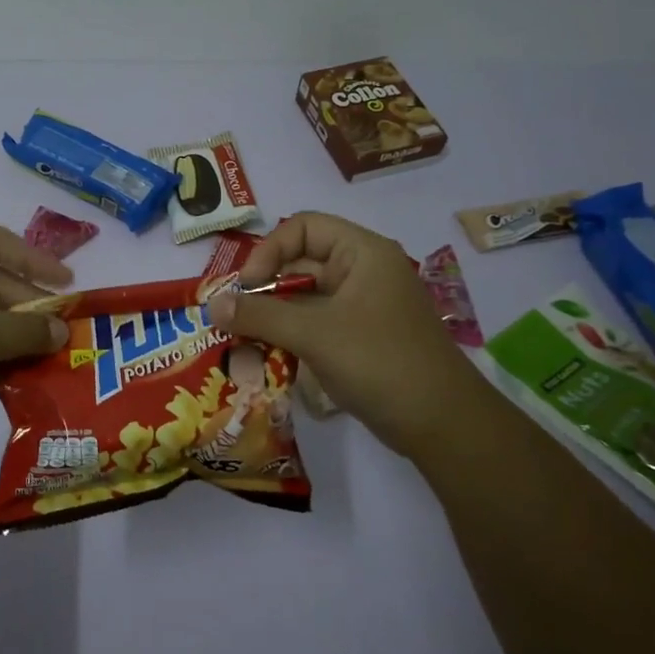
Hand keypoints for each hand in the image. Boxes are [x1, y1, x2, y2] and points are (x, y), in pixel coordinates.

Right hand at [210, 212, 492, 451]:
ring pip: (303, 300)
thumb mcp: (314, 334)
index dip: (269, 251)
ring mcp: (362, 308)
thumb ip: (259, 316)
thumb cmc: (380, 362)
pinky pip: (314, 326)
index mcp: (362, 253)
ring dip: (272, 318)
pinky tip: (266, 360)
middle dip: (263, 290)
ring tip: (241, 343)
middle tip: (232, 320)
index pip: (303, 228)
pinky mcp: (359, 340)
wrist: (443, 425)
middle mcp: (362, 273)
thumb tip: (211, 305)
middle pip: (300, 265)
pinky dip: (288, 338)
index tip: (247, 288)